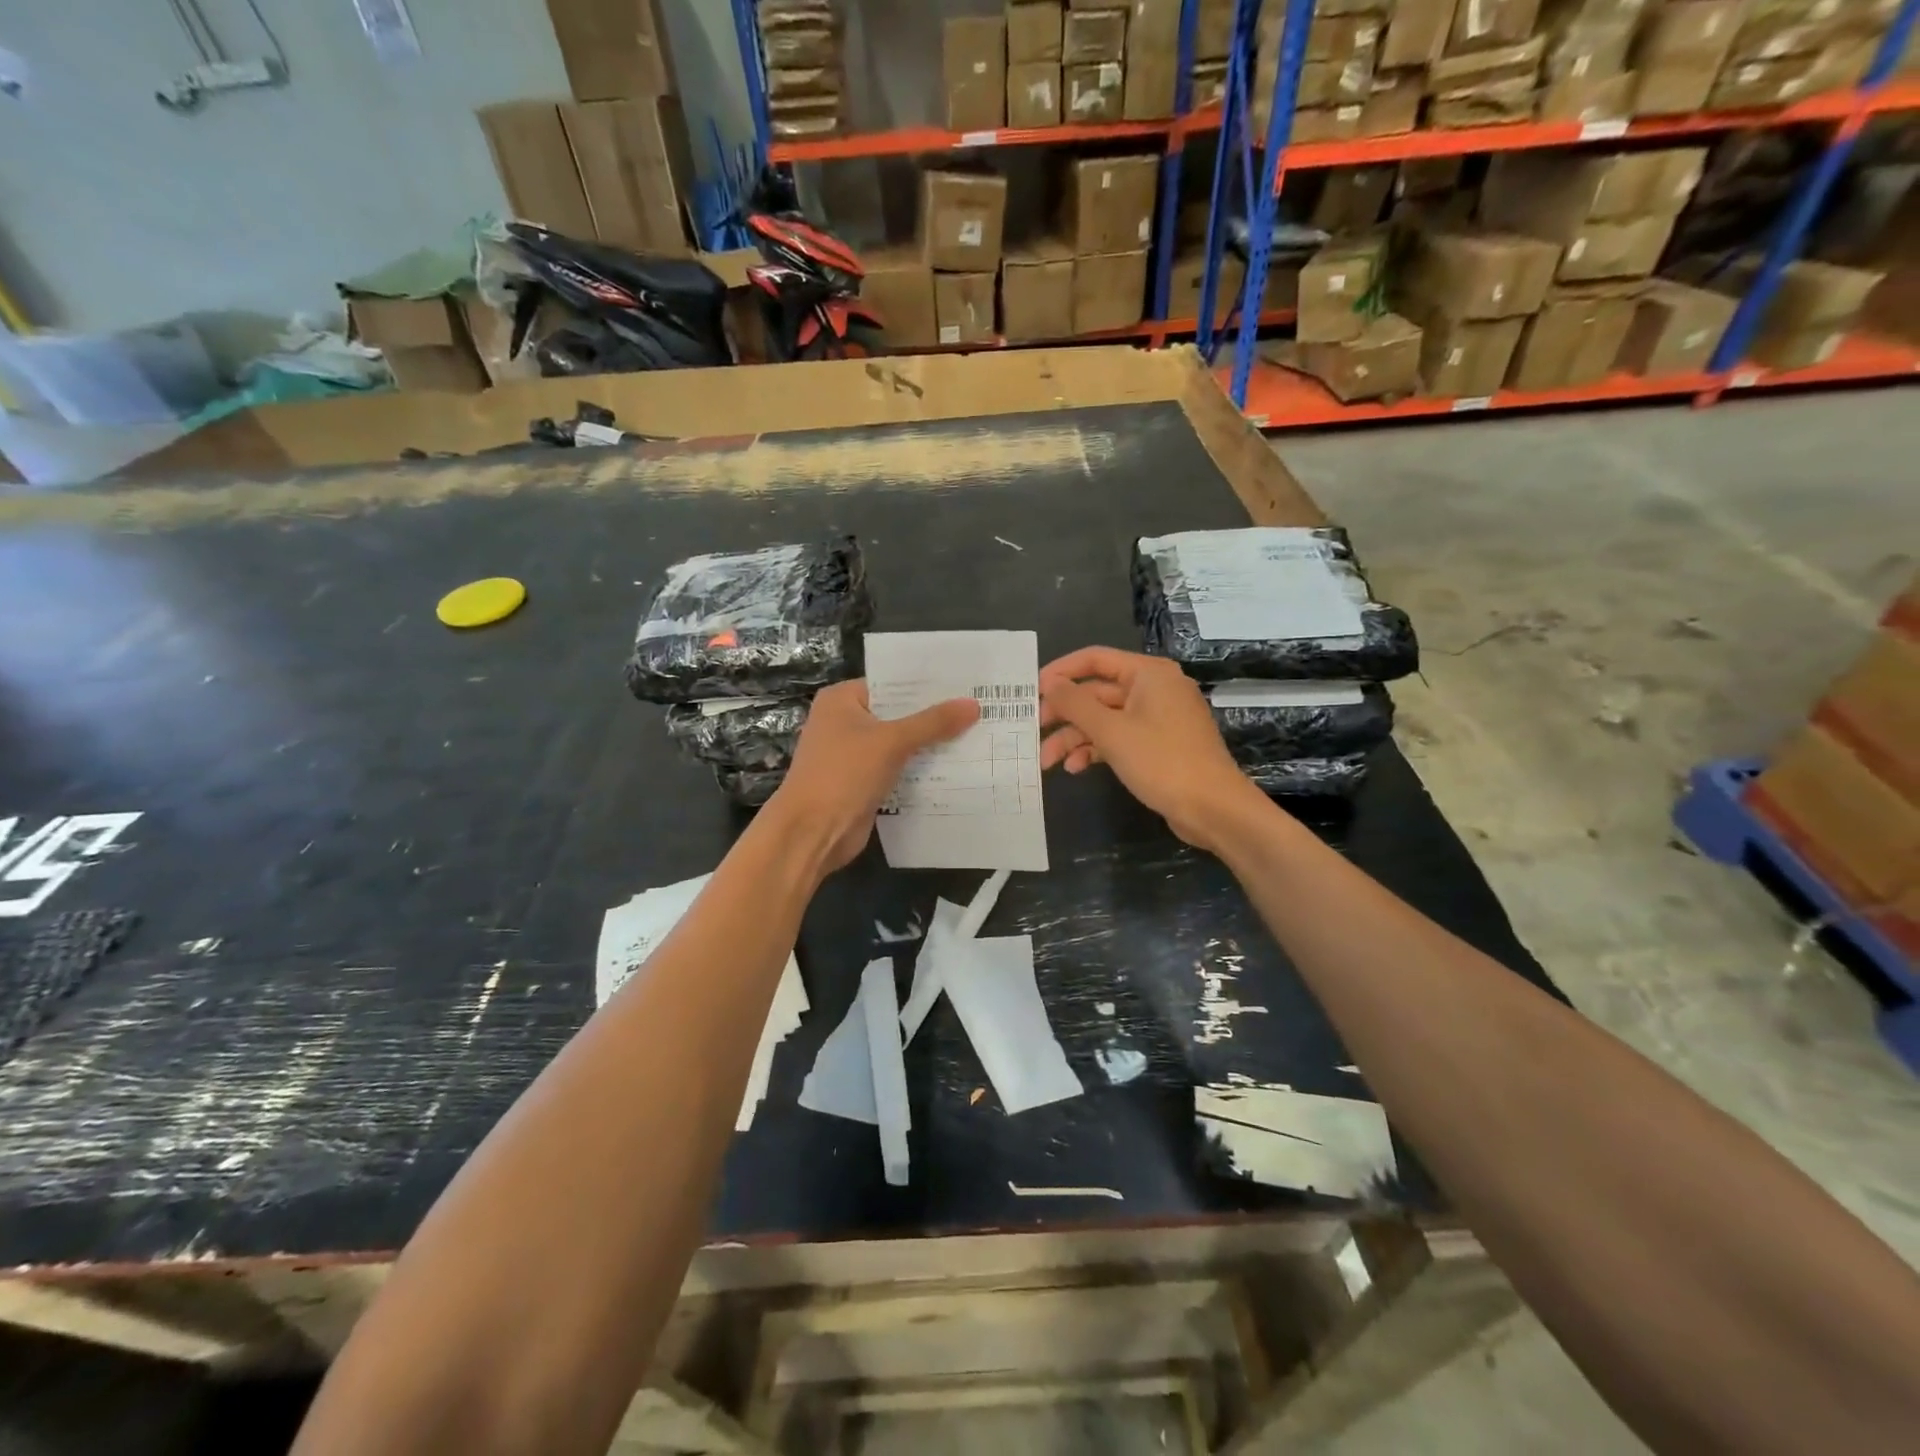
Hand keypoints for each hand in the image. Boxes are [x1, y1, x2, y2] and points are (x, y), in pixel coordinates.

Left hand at [769, 680, 979, 873]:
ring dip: (930, 744)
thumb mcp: (891, 742)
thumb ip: (932, 723)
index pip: (891, 683)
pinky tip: (957, 766)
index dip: (927, 684)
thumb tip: (973, 704)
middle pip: (897, 713)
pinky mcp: (863, 782)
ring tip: (977, 734)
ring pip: (900, 743)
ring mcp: (853, 754)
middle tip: (980, 708)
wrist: (812, 832)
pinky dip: (920, 769)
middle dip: (934, 716)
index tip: (966, 683)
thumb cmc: (843, 774)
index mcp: (842, 700)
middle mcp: (845, 722)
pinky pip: (898, 768)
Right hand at [1039, 646, 1262, 852]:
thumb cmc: (1162, 761)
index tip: (1030, 691)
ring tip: (1047, 762)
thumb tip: (1049, 682)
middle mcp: (1154, 689)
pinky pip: (1119, 738)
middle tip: (1032, 730)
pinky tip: (1076, 768)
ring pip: (1105, 719)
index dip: (1060, 672)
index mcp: (1148, 674)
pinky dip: (1096, 750)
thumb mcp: (1111, 731)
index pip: (1095, 659)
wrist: (1213, 809)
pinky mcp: (1158, 745)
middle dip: (1064, 714)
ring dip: (1075, 738)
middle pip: (1097, 693)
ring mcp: (1157, 718)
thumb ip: (1075, 704)